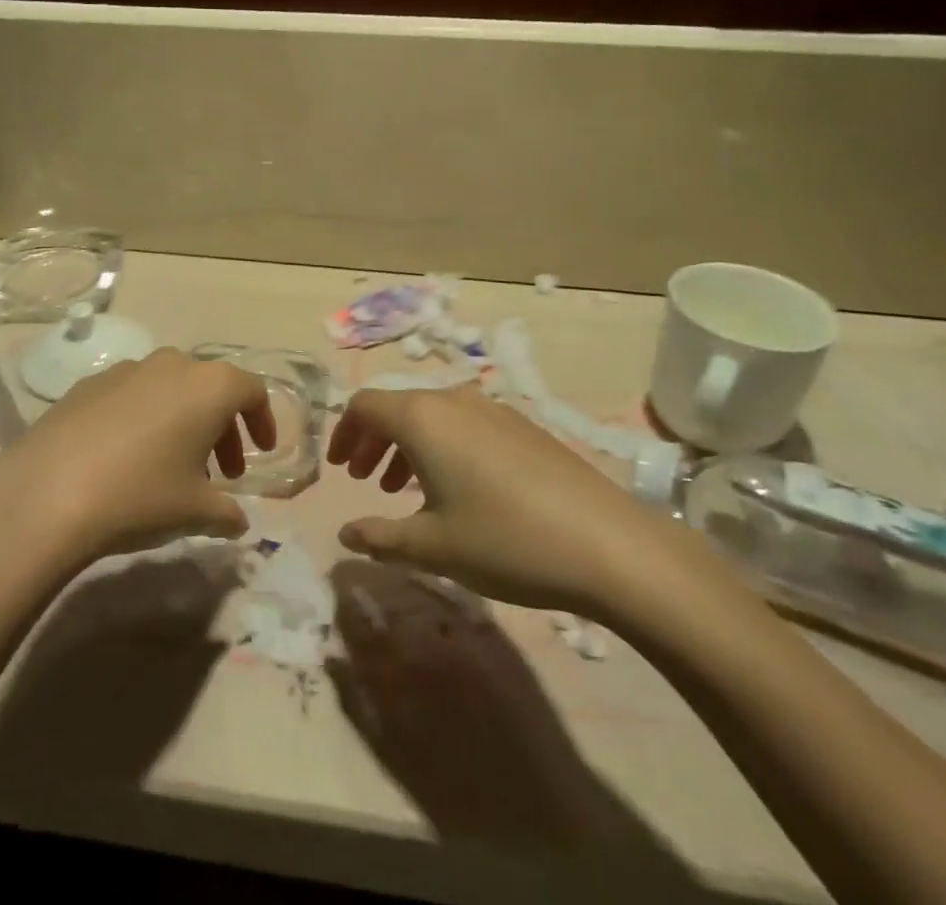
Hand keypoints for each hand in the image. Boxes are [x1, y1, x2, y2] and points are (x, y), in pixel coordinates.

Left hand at [0, 348, 275, 565]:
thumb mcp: (195, 512)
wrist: (47, 492)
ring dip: (183, 422)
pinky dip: (145, 418)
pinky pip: (132, 395)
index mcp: (208, 385)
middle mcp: (171, 364)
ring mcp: (126, 369)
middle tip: (223, 473)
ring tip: (174, 467)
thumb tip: (237, 520)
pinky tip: (127, 458)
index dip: (262, 420)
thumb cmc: (140, 495)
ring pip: (170, 389)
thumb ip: (227, 513)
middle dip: (223, 427)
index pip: (251, 390)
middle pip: (210, 388)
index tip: (262, 452)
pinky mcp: (89, 384)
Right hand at [328, 384, 695, 623]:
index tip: (337, 468)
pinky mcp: (522, 426)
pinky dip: (441, 447)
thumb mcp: (433, 546)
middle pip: (397, 407)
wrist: (608, 543)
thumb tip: (345, 534)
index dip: (343, 433)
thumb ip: (380, 537)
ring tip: (401, 488)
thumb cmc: (504, 540)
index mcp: (422, 418)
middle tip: (362, 480)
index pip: (365, 406)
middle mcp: (454, 400)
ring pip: (432, 416)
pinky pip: (464, 424)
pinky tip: (456, 489)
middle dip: (372, 441)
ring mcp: (492, 409)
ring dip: (406, 445)